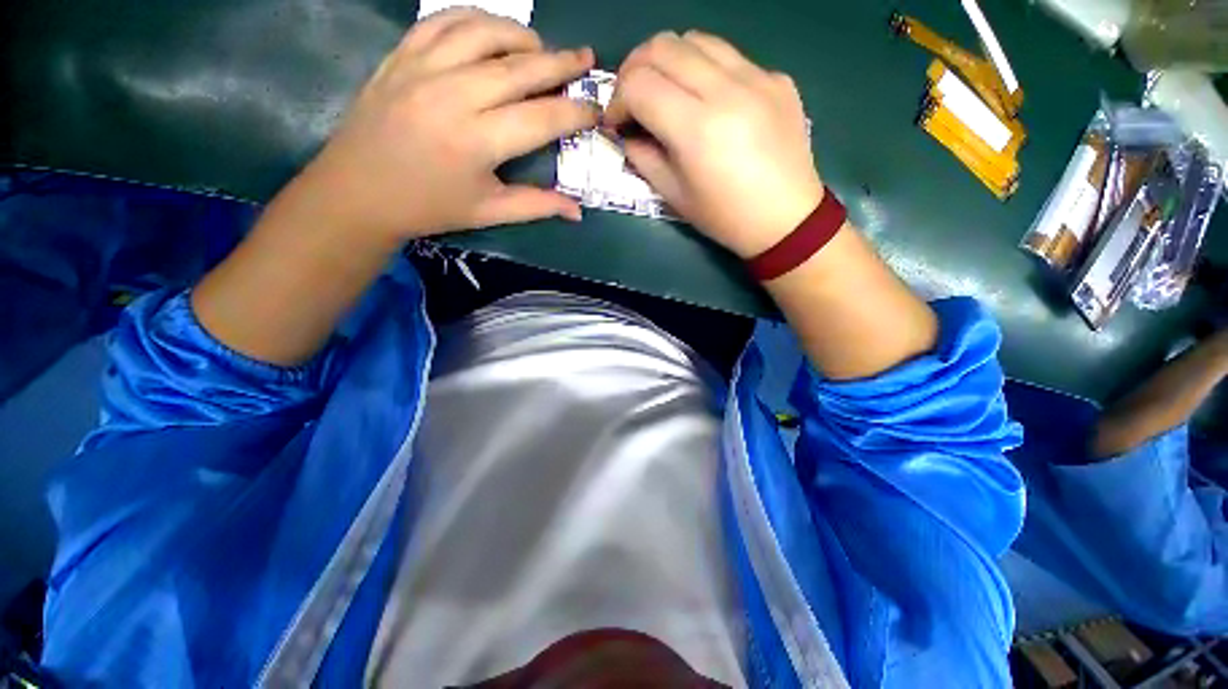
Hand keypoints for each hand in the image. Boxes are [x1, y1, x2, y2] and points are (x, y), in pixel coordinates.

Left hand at [285, 8, 598, 241]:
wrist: (358, 192)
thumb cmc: (429, 208)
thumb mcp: (488, 212)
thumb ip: (537, 206)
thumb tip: (578, 210)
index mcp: (477, 142)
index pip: (541, 118)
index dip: (575, 112)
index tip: (595, 110)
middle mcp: (453, 95)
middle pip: (519, 68)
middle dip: (561, 63)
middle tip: (586, 60)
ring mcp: (422, 68)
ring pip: (484, 32)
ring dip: (521, 35)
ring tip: (541, 49)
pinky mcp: (401, 56)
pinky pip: (443, 20)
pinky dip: (475, 19)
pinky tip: (492, 32)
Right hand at [605, 31, 821, 258]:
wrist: (786, 219)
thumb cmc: (725, 217)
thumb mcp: (674, 196)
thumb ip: (643, 157)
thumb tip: (627, 133)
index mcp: (696, 128)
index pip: (638, 84)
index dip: (616, 99)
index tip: (617, 122)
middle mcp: (726, 90)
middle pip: (662, 46)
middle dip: (635, 69)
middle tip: (633, 99)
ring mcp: (756, 76)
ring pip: (695, 39)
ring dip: (668, 60)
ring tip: (666, 92)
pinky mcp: (776, 77)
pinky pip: (728, 55)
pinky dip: (704, 68)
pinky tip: (707, 98)